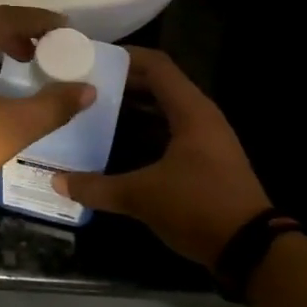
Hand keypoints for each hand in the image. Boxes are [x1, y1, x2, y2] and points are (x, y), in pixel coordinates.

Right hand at [53, 48, 270, 266]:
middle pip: (158, 86)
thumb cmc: (197, 206)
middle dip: (121, 84)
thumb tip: (56, 181)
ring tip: (93, 112)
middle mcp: (201, 117)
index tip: (90, 58)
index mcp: (191, 111)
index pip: (156, 66)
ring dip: (132, 110)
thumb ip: (97, 187)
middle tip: (83, 87)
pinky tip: (116, 145)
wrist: (250, 249)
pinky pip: (168, 133)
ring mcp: (205, 140)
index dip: (124, 57)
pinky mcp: (205, 162)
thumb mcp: (141, 196)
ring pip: (163, 111)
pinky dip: (143, 132)